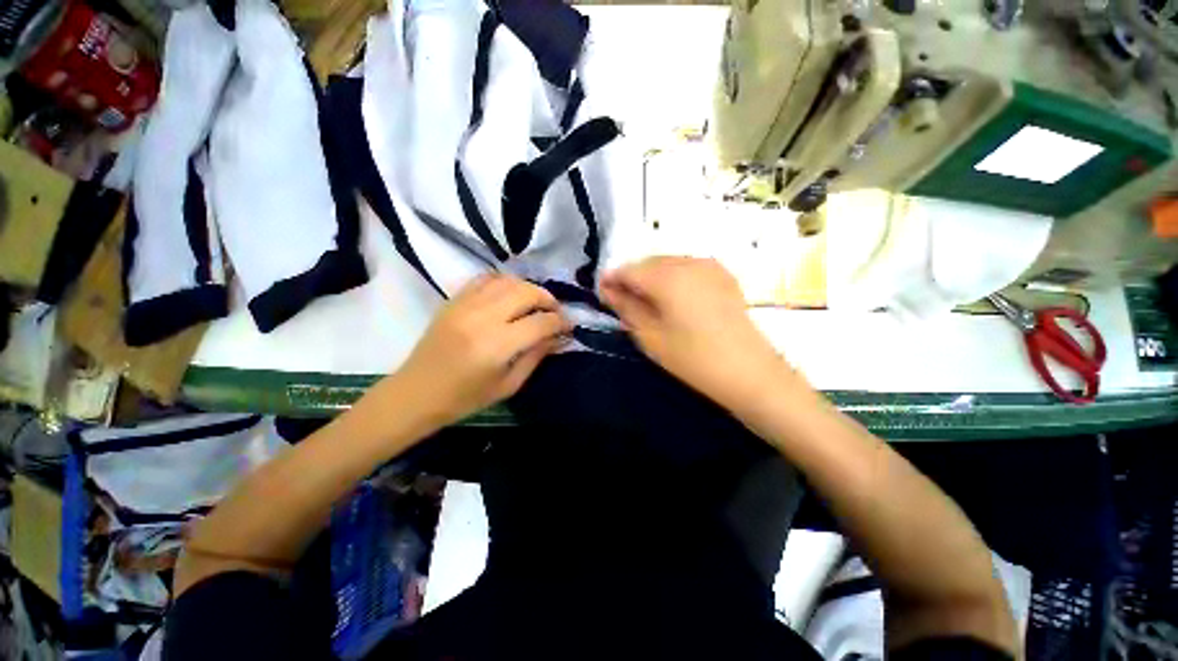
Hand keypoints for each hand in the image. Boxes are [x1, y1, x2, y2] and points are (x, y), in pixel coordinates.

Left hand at [396, 274, 571, 425]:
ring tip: (536, 303)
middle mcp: (483, 318)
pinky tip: (511, 294)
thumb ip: (536, 356)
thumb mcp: (509, 385)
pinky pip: (485, 279)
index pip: (541, 322)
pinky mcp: (454, 300)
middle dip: (548, 300)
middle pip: (527, 293)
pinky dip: (505, 282)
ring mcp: (466, 304)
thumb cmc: (465, 398)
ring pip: (508, 281)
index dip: (561, 322)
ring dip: (529, 289)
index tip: (568, 327)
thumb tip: (558, 337)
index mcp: (497, 345)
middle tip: (555, 313)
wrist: (417, 393)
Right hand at [600, 257, 785, 408]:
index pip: (627, 269)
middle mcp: (686, 261)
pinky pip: (687, 267)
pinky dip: (672, 277)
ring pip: (667, 263)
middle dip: (631, 278)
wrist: (748, 370)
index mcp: (666, 276)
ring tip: (648, 301)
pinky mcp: (722, 274)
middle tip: (623, 301)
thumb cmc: (692, 358)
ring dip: (651, 277)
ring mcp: (708, 265)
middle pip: (647, 262)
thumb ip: (626, 307)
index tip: (603, 295)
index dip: (611, 280)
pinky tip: (673, 297)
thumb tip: (608, 289)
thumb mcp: (650, 336)